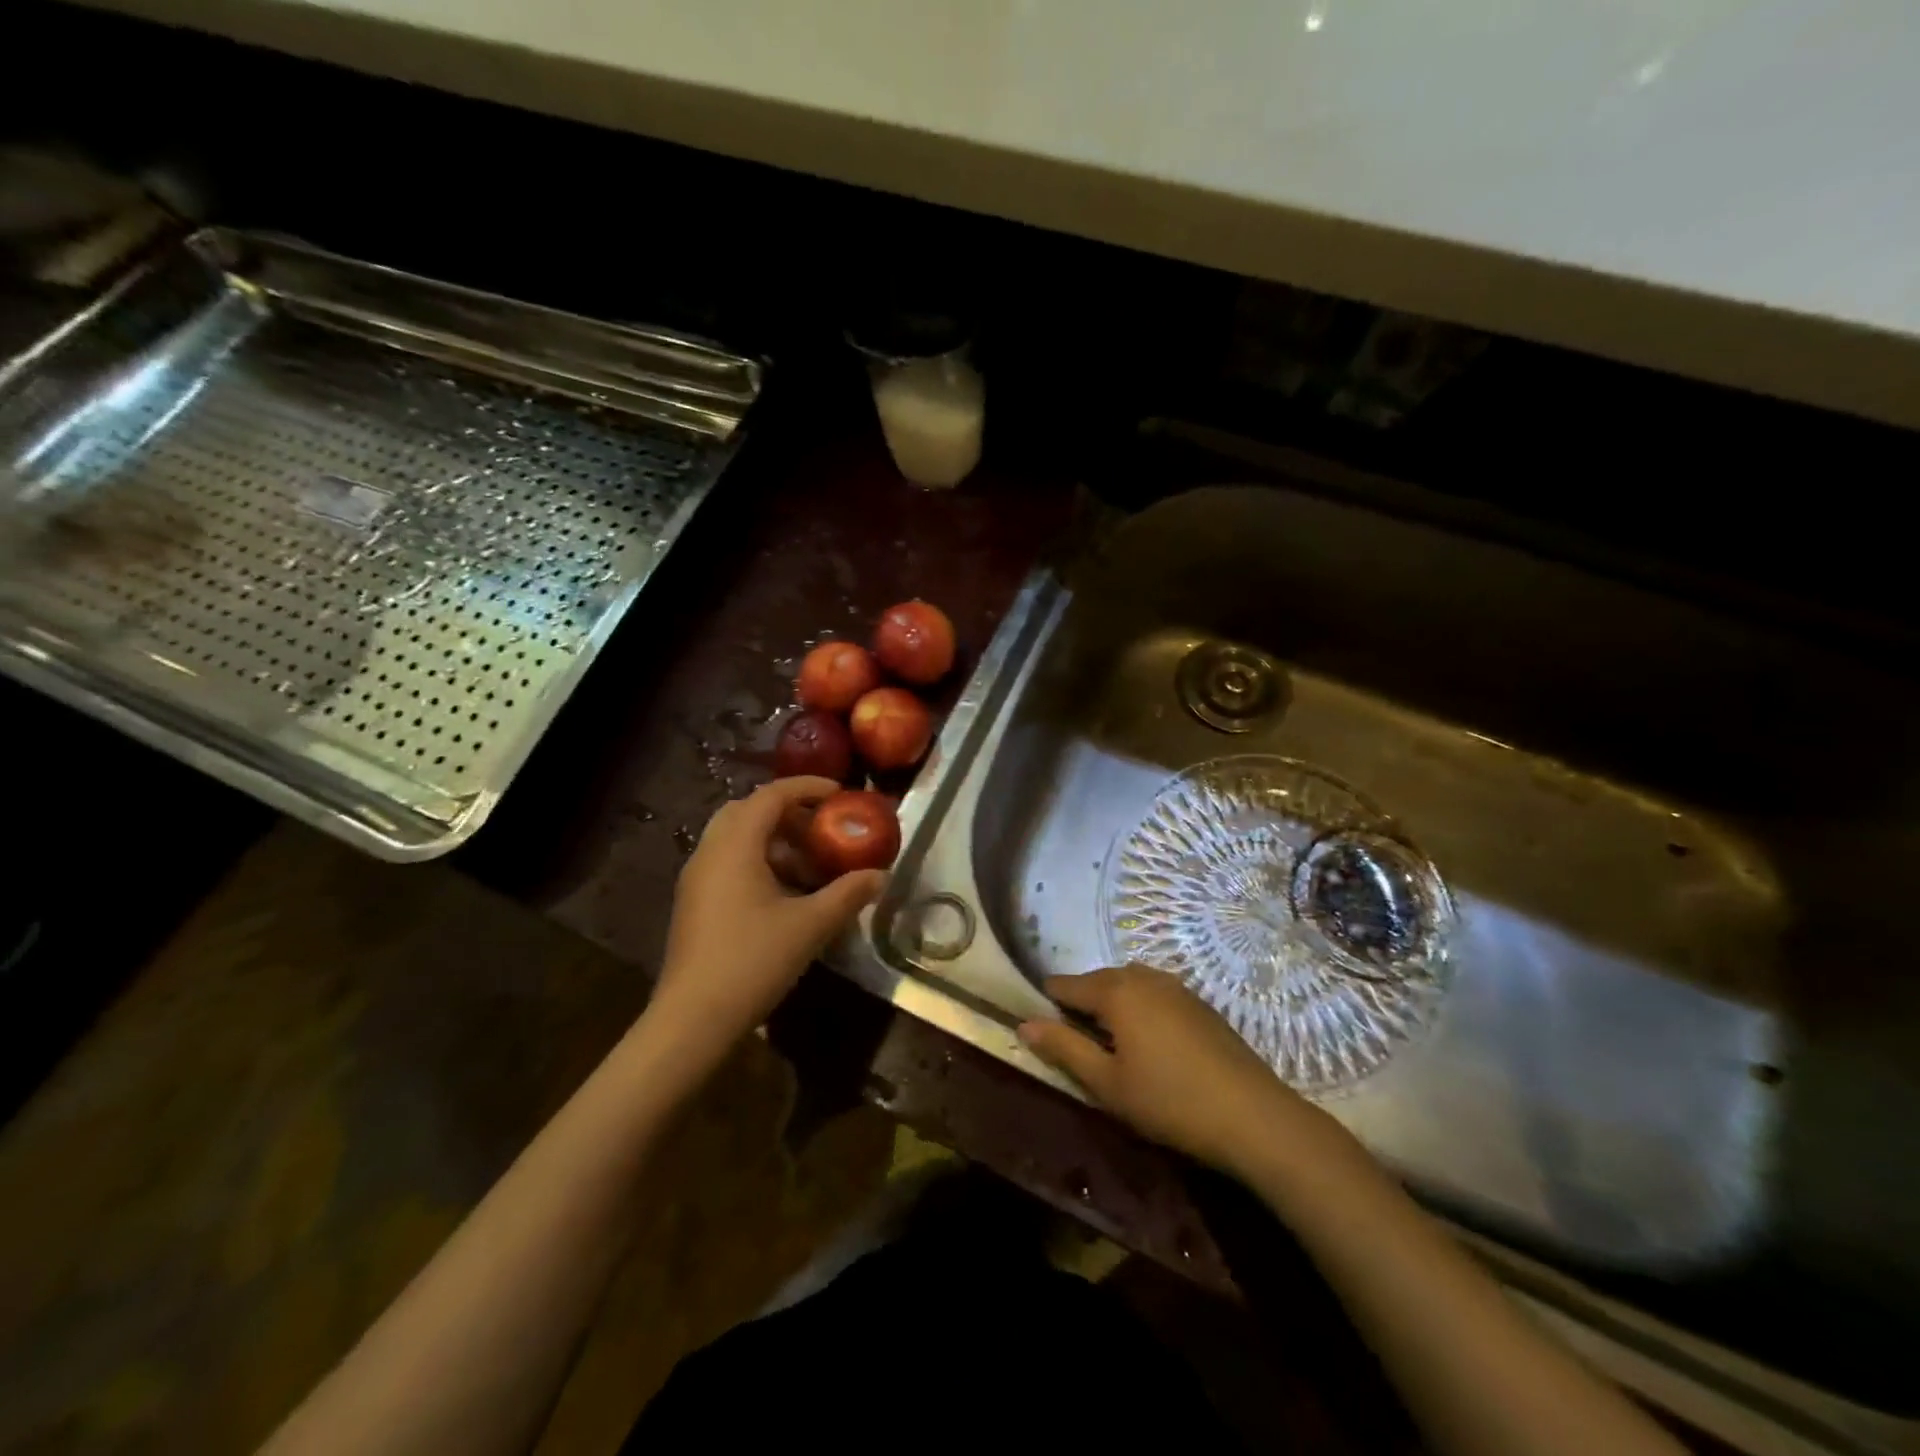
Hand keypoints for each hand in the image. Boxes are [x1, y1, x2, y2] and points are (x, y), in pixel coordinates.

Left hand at [646, 777, 885, 1073]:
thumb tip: (880, 875)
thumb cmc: (752, 961)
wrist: (693, 1019)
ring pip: (736, 839)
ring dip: (774, 841)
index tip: (840, 794)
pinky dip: (759, 862)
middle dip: (788, 813)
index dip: (807, 788)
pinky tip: (785, 895)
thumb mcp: (810, 925)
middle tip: (822, 829)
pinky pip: (728, 863)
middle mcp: (710, 852)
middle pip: (748, 811)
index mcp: (735, 846)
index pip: (771, 796)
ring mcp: (697, 879)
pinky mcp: (695, 903)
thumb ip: (848, 894)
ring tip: (810, 866)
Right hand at [1019, 965, 1343, 1178]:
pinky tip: (1148, 1042)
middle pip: (1097, 980)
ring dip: (1111, 1003)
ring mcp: (1176, 987)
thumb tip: (1024, 1024)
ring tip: (1110, 1043)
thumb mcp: (1107, 1083)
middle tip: (1074, 1042)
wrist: (1253, 1116)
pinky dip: (1140, 1007)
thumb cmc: (1169, 1101)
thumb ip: (1064, 1049)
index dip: (1048, 1003)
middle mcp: (1143, 977)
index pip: (1066, 985)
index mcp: (1116, 991)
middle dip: (1080, 1003)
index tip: (1040, 1027)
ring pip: (1128, 984)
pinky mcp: (1199, 1003)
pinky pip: (1154, 993)